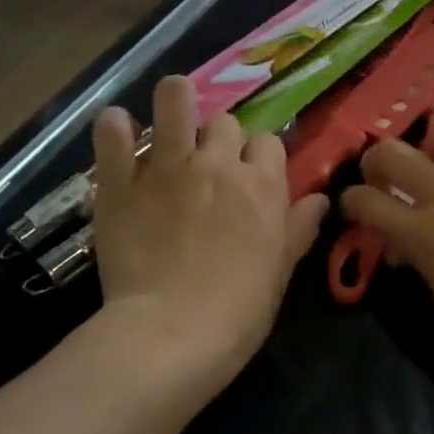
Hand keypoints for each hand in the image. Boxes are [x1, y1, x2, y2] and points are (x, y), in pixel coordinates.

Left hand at [93, 77, 328, 388]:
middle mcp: (217, 164)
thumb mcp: (281, 271)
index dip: (260, 156)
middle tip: (208, 165)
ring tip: (169, 117)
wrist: (173, 332)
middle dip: (220, 138)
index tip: (251, 175)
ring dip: (175, 101)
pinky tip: (117, 130)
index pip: (269, 142)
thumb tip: (320, 199)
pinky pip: (113, 132)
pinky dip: (114, 126)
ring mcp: (166, 167)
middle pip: (224, 122)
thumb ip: (299, 228)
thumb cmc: (239, 310)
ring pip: (174, 100)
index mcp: (262, 185)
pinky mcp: (120, 181)